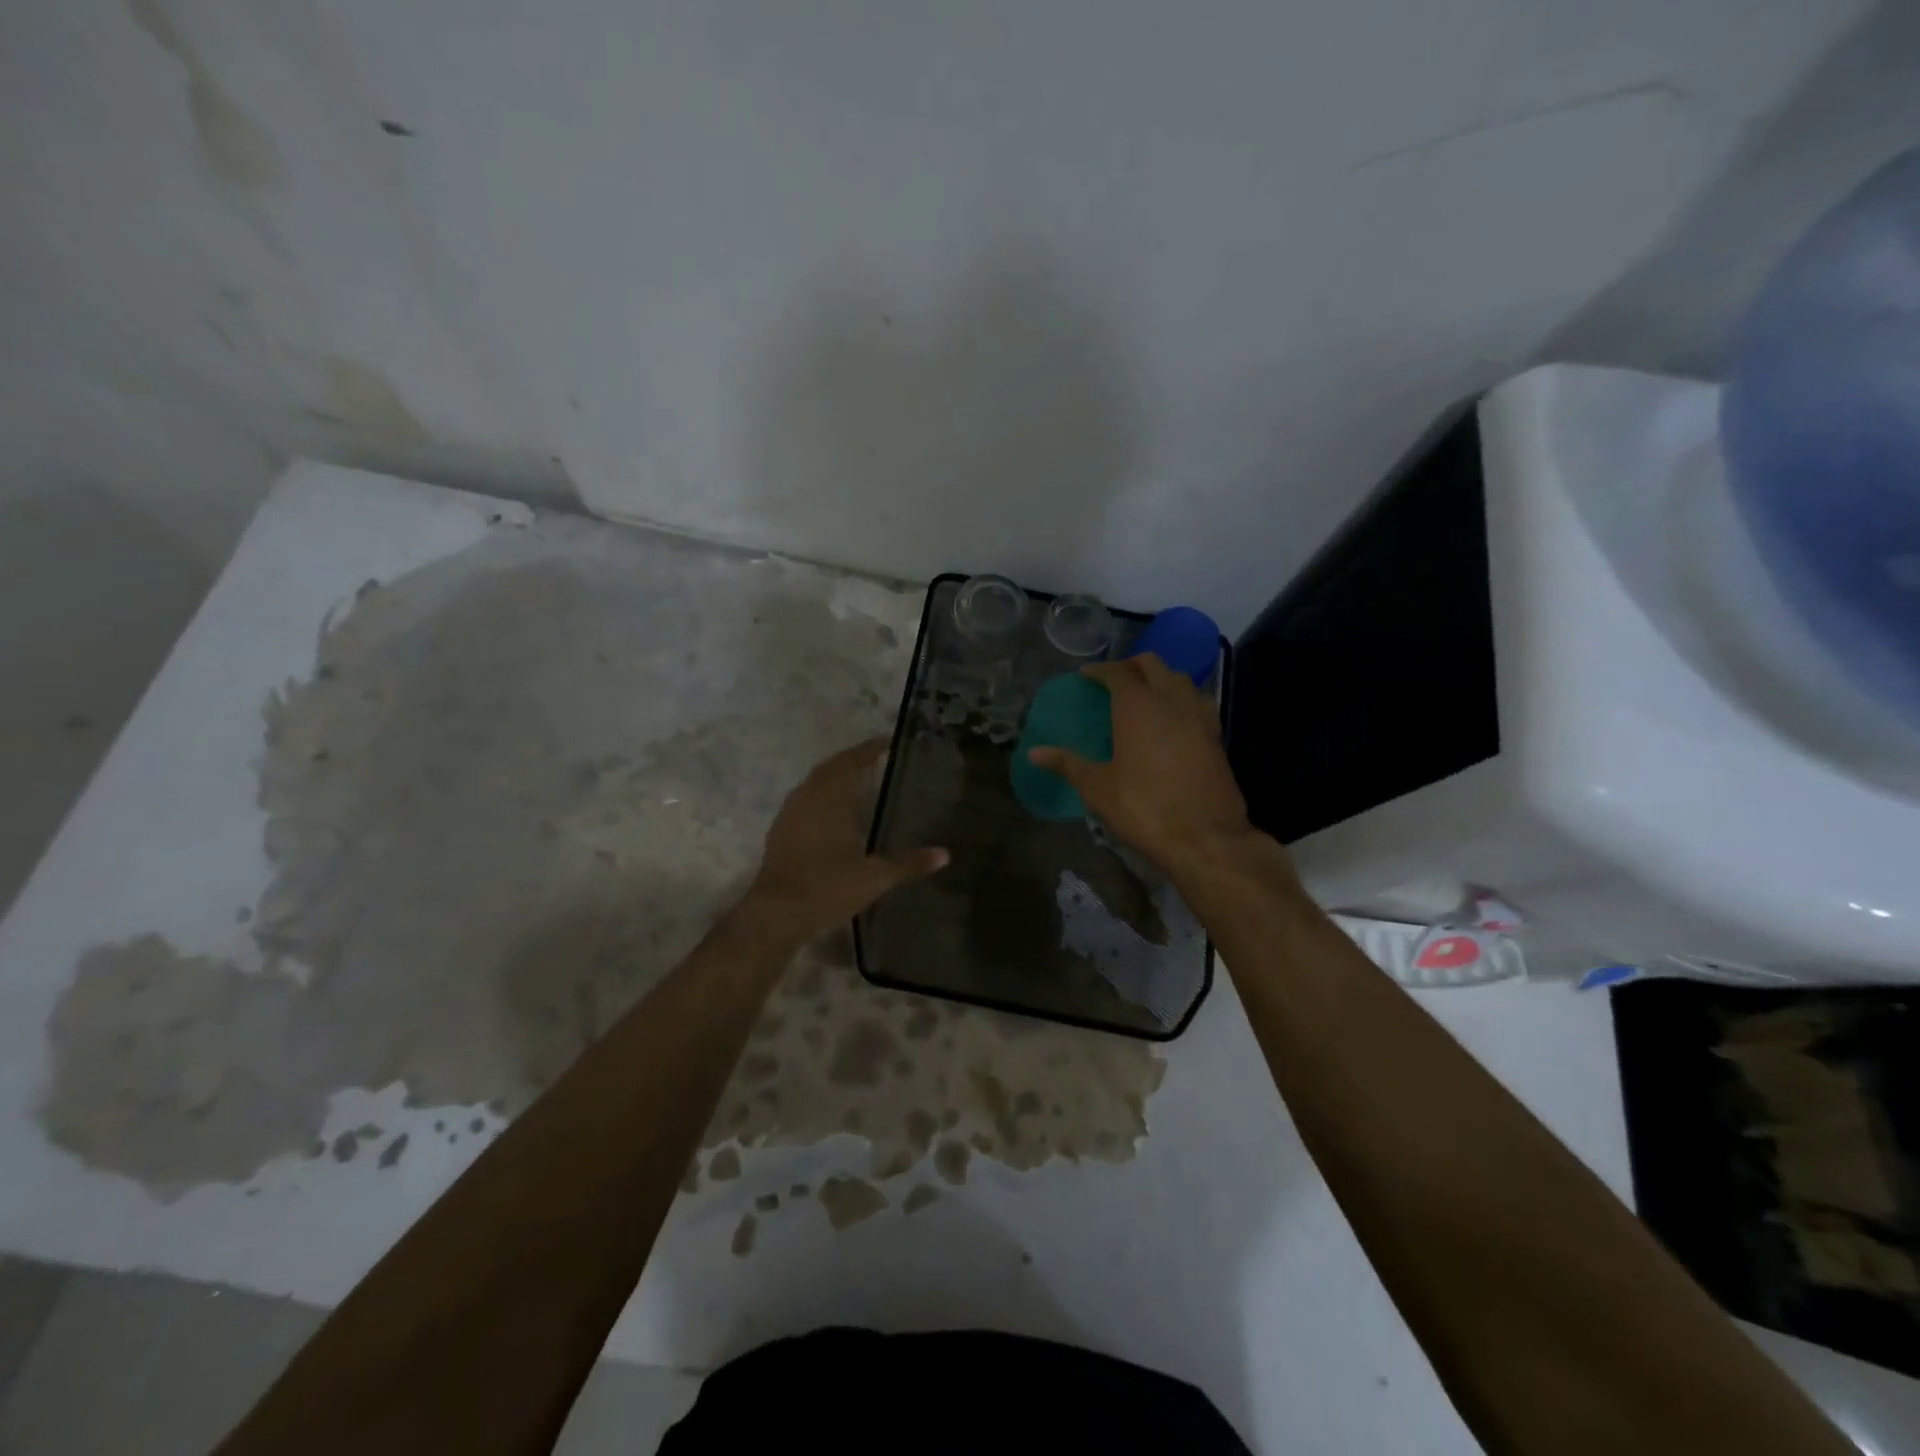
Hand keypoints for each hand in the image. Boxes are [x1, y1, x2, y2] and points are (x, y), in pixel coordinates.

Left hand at [741, 739, 947, 944]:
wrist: (776, 913)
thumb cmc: (828, 888)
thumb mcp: (875, 878)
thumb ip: (909, 864)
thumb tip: (945, 855)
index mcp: (832, 799)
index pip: (852, 763)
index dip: (868, 750)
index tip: (886, 743)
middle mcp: (809, 798)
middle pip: (831, 768)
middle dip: (852, 759)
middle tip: (874, 757)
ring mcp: (790, 813)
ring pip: (814, 782)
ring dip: (834, 775)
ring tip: (856, 779)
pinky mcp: (780, 830)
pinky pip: (804, 798)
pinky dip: (820, 793)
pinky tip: (831, 809)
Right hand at [1027, 654, 1254, 875]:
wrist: (1205, 837)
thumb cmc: (1143, 807)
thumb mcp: (1097, 788)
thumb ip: (1067, 764)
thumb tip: (1033, 753)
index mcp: (1138, 706)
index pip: (1118, 672)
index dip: (1100, 670)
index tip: (1087, 675)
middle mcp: (1171, 700)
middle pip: (1153, 665)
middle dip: (1132, 665)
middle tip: (1114, 680)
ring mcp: (1199, 716)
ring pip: (1180, 679)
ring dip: (1161, 678)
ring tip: (1145, 694)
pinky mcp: (1217, 736)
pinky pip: (1198, 702)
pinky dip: (1182, 699)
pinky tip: (1174, 719)